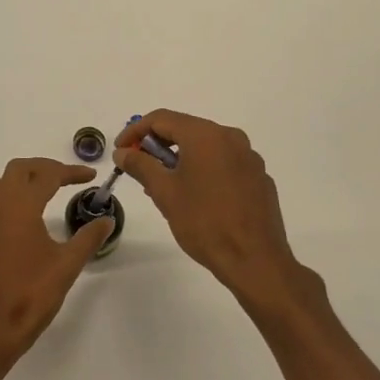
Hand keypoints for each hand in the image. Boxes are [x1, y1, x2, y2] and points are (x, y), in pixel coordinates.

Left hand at [0, 158, 111, 364]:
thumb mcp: (67, 265)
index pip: (46, 175)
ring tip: (45, 190)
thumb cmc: (31, 294)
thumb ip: (88, 238)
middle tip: (68, 178)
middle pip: (18, 170)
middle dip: (44, 168)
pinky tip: (25, 216)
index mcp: (20, 206)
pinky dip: (9, 197)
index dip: (70, 172)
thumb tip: (106, 220)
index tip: (91, 176)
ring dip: (22, 179)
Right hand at [114, 110, 323, 317]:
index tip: (120, 150)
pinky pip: (224, 163)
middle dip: (158, 145)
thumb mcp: (164, 192)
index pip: (161, 118)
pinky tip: (196, 197)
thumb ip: (140, 165)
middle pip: (185, 129)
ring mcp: (249, 157)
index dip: (135, 131)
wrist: (255, 261)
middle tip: (139, 167)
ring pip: (206, 147)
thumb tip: (123, 152)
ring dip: (180, 158)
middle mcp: (231, 137)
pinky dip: (204, 170)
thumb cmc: (204, 222)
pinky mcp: (259, 177)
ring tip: (163, 185)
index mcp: (206, 135)